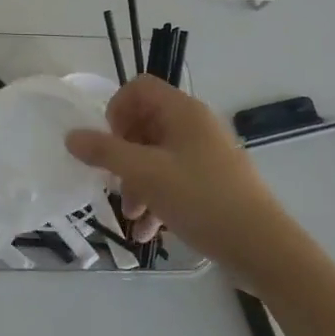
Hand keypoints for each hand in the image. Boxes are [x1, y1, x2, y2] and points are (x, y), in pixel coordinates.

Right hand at [66, 76, 291, 270]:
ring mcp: (206, 155)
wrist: (263, 248)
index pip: (139, 88)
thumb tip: (71, 135)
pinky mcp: (213, 183)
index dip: (116, 109)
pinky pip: (174, 180)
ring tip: (132, 218)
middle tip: (113, 182)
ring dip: (136, 184)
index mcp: (183, 112)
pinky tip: (148, 233)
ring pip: (157, 157)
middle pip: (145, 124)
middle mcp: (195, 126)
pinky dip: (157, 199)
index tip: (108, 143)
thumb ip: (104, 152)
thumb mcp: (145, 174)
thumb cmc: (201, 199)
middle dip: (122, 156)